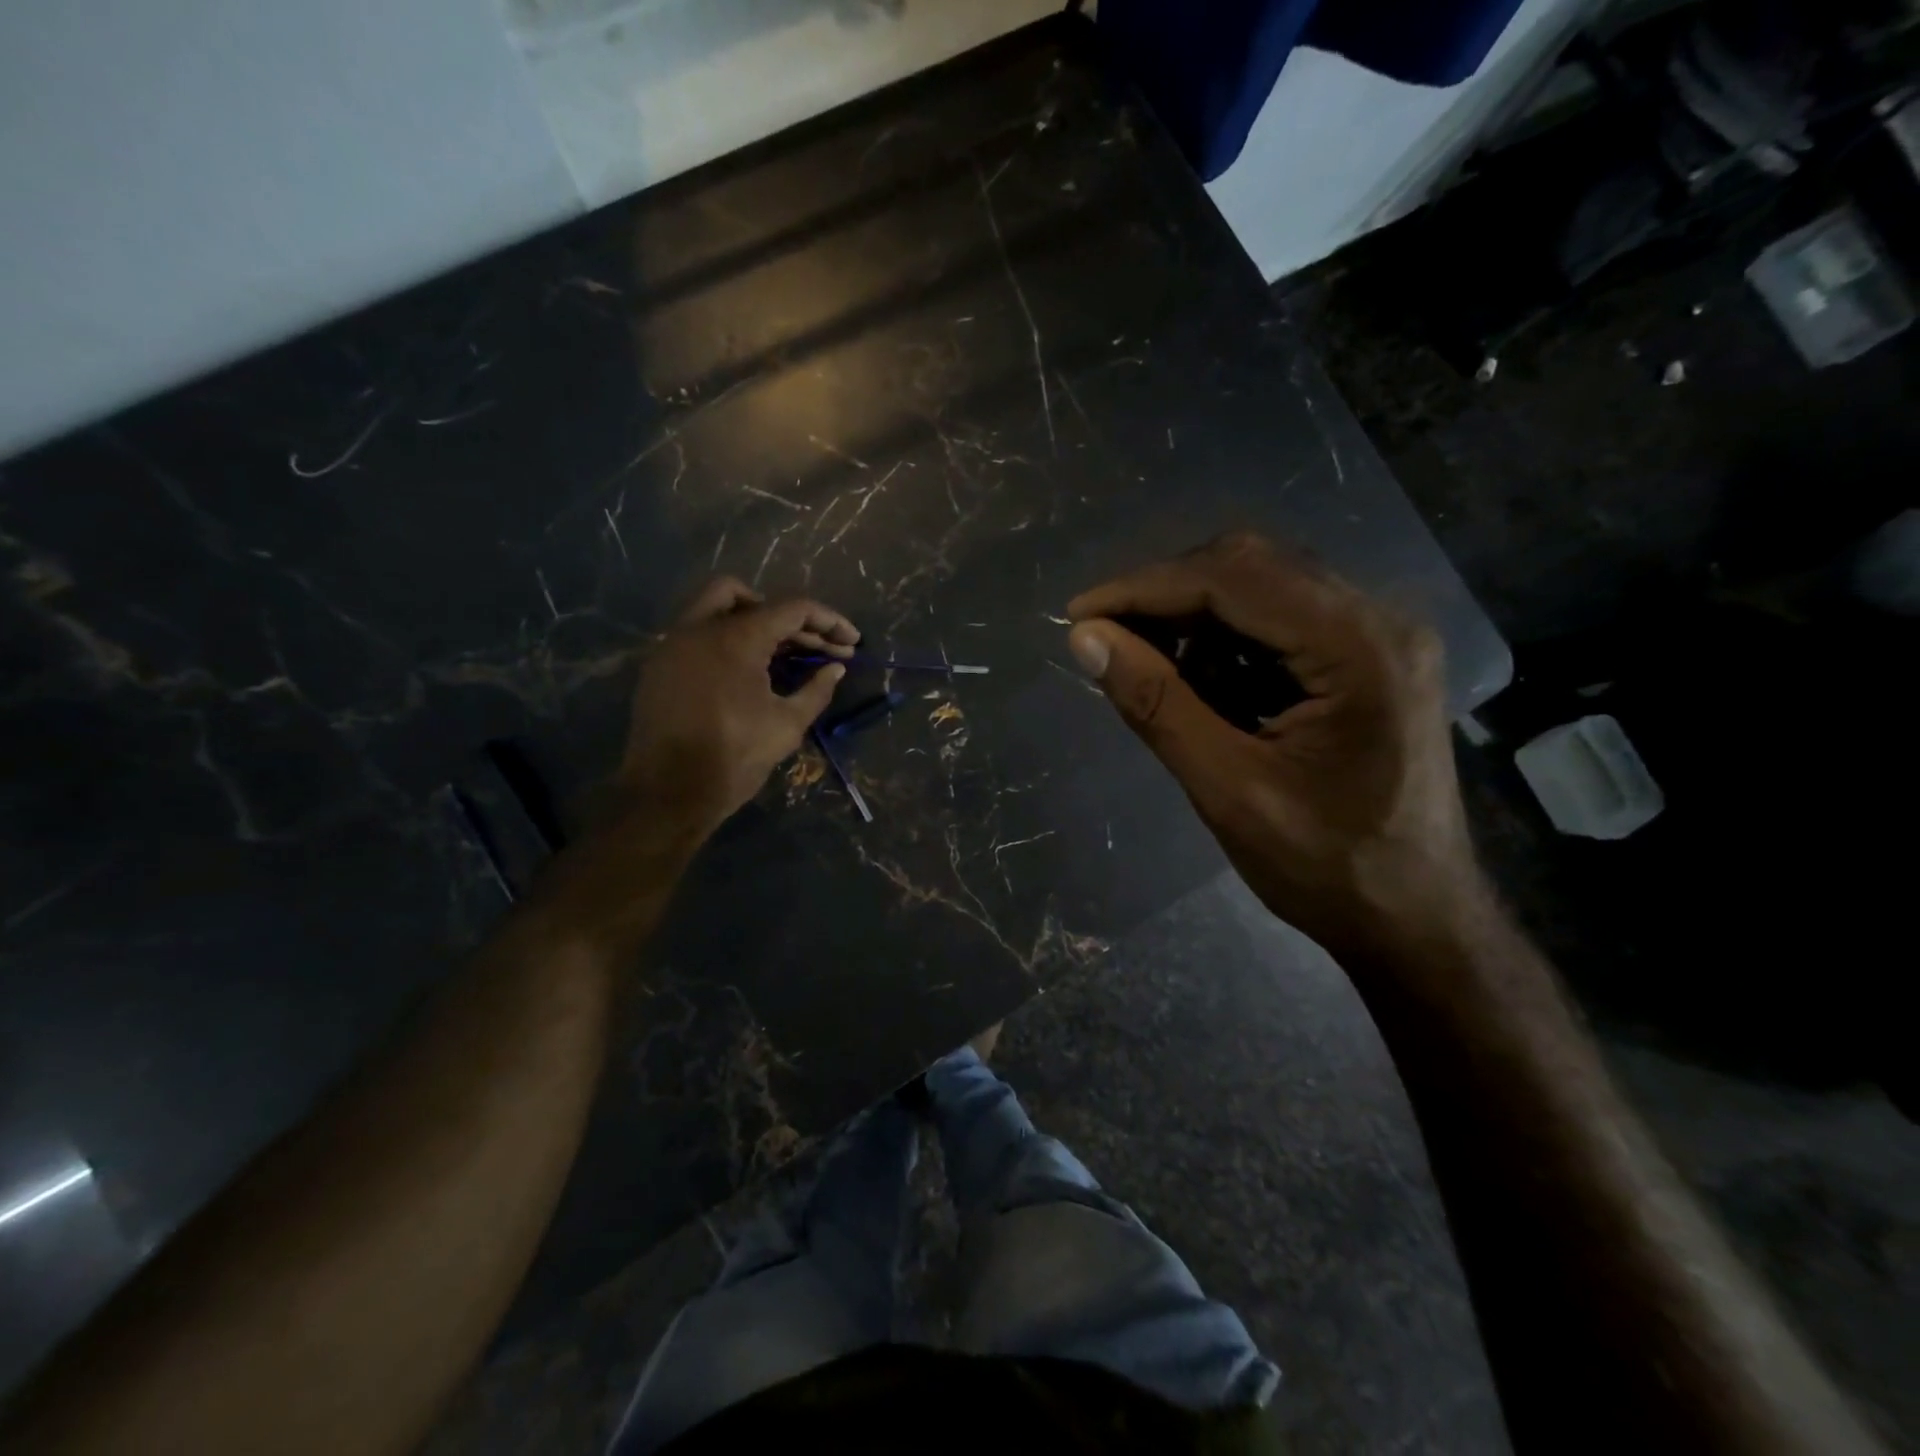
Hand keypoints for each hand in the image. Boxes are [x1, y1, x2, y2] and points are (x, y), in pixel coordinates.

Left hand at [618, 577, 857, 832]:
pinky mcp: (659, 666)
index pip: (792, 609)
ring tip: (782, 655)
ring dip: (752, 623)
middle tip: (815, 647)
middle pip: (747, 595)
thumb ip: (817, 689)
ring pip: (714, 608)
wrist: (669, 792)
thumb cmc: (735, 757)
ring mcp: (672, 645)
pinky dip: (726, 641)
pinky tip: (746, 672)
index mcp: (736, 638)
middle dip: (788, 616)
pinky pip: (696, 635)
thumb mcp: (787, 725)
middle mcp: (699, 628)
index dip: (829, 621)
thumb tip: (836, 667)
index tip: (852, 642)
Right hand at [1066, 533, 1487, 961]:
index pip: (1234, 579)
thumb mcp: (1228, 789)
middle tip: (1106, 638)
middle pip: (1252, 567)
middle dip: (1167, 596)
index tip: (1079, 616)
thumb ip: (1157, 704)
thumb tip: (1086, 639)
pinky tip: (1200, 684)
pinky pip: (1282, 620)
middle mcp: (1378, 620)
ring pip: (1264, 587)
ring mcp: (1379, 637)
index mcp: (1359, 648)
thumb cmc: (1328, 868)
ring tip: (1148, 667)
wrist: (1416, 920)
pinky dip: (1226, 641)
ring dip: (1194, 618)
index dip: (1145, 588)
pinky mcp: (1369, 659)